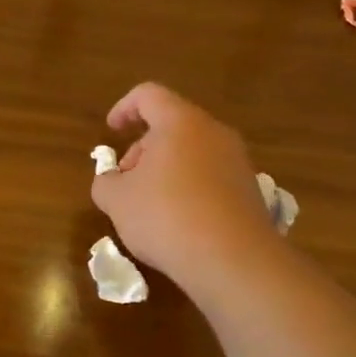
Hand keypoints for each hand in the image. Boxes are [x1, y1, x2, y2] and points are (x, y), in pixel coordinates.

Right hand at [92, 81, 284, 295]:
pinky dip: (189, 188)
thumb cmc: (166, 217)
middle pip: (172, 125)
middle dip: (143, 148)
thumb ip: (105, 182)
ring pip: (193, 152)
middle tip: (126, 182)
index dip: (124, 108)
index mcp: (181, 123)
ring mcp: (238, 161)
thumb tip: (111, 181)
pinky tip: (179, 223)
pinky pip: (211, 177)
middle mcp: (214, 133)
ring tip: (150, 206)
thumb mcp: (117, 201)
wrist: (234, 261)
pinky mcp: (250, 190)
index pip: (149, 95)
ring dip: (166, 170)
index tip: (111, 131)